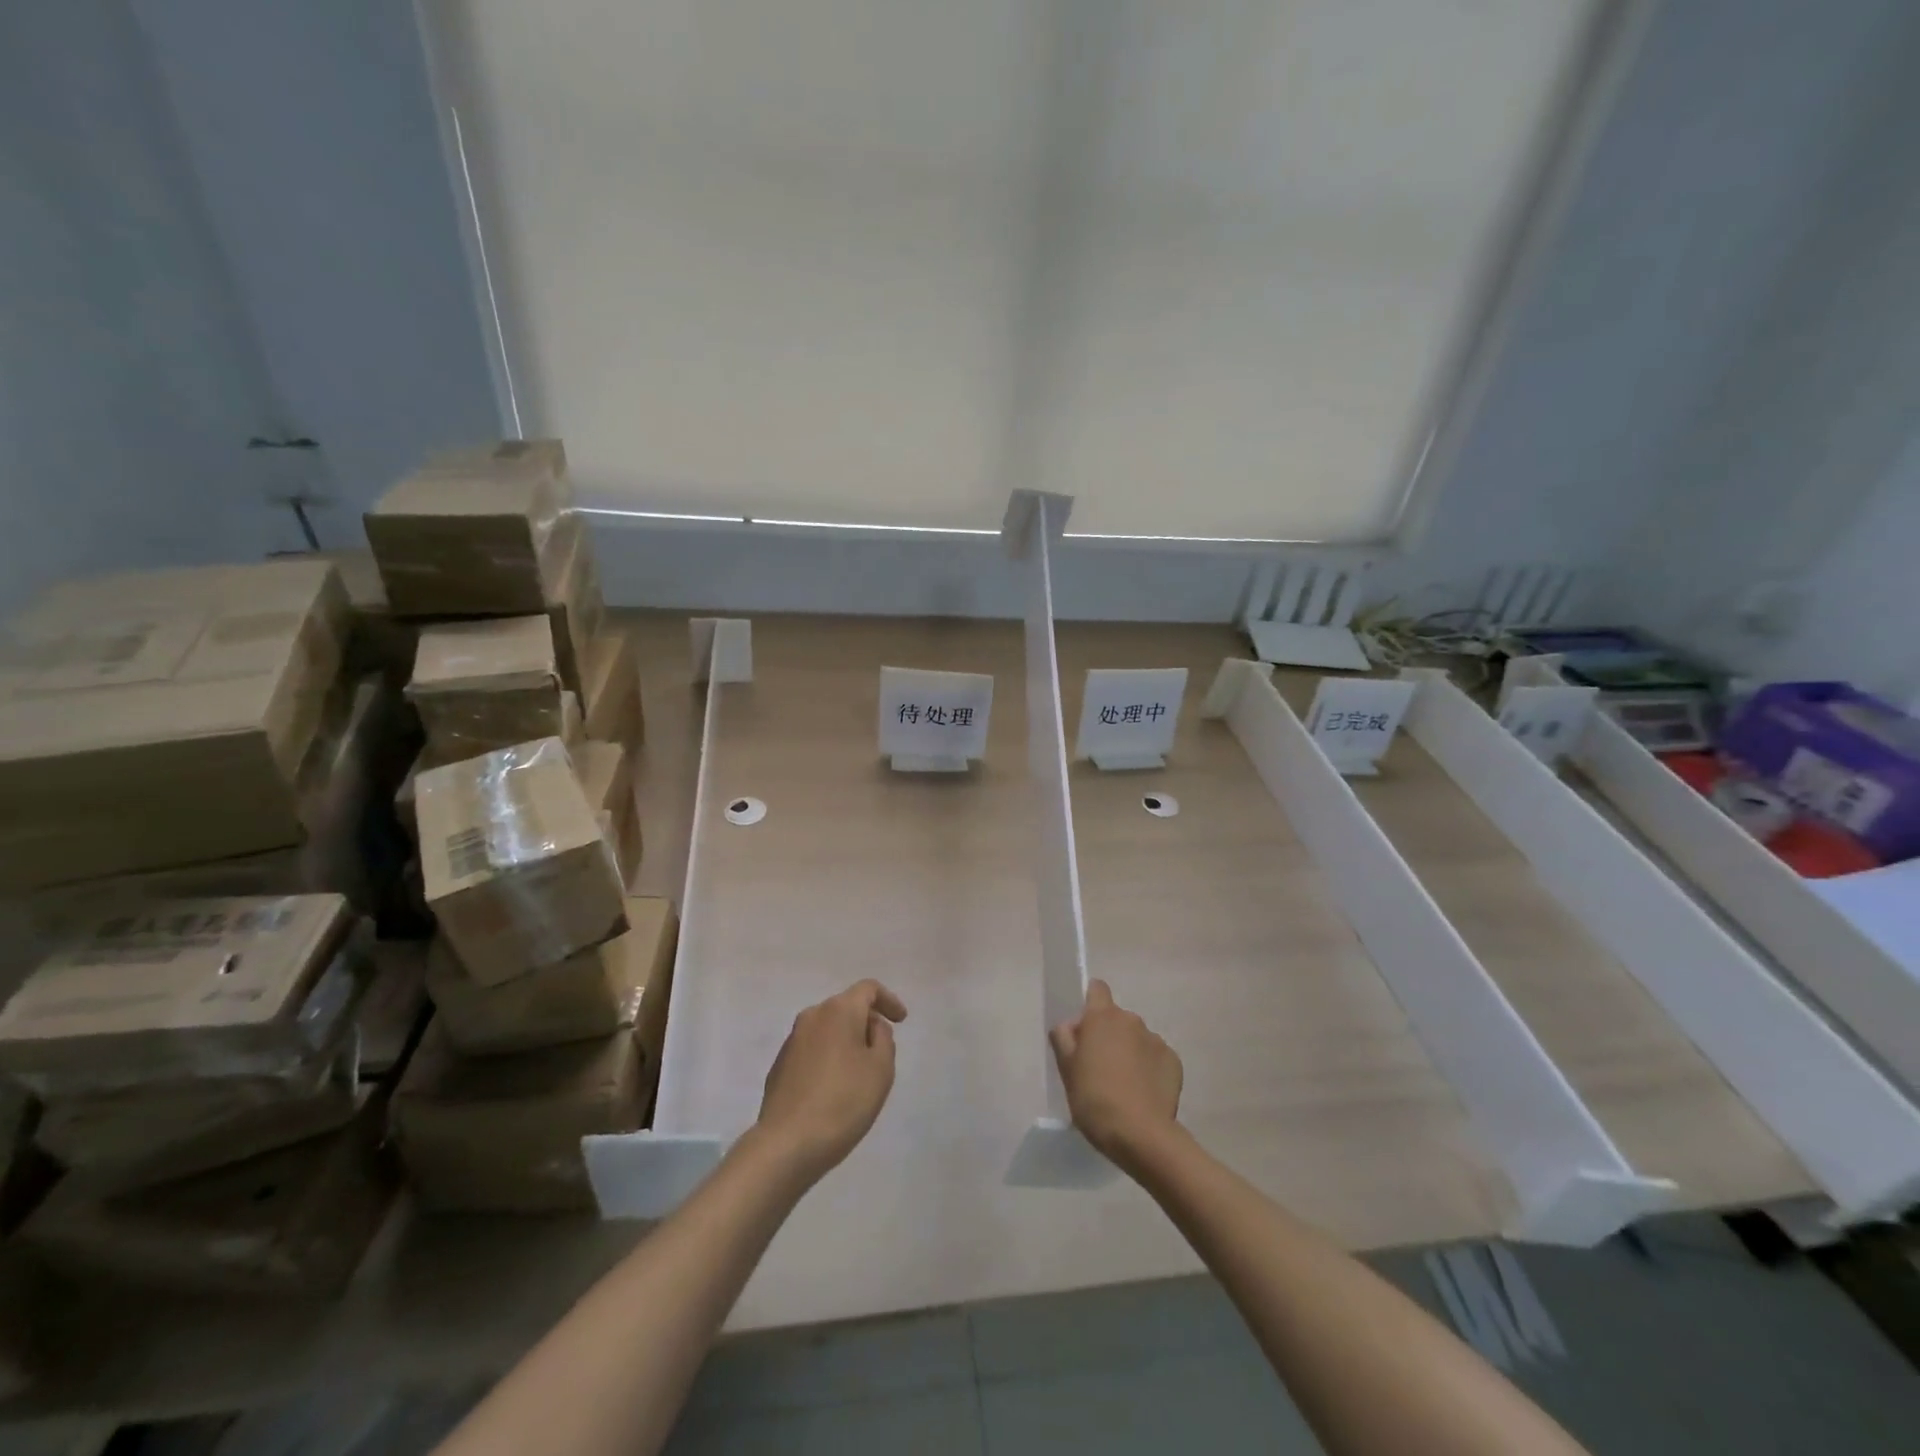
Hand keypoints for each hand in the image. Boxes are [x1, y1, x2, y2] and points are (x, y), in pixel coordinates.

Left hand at [755, 980, 907, 1182]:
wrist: (787, 1144)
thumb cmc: (843, 1102)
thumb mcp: (881, 1069)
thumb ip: (883, 1038)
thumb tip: (870, 1027)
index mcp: (839, 1010)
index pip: (868, 989)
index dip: (889, 1000)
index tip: (901, 1021)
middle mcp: (812, 1016)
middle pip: (846, 1007)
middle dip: (866, 1023)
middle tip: (882, 1052)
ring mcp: (792, 1041)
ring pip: (828, 1029)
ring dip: (846, 1042)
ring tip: (858, 1074)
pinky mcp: (780, 1065)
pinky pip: (812, 1050)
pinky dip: (828, 1058)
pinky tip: (833, 1089)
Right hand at [1049, 979, 1182, 1166]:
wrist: (1140, 1134)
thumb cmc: (1094, 1098)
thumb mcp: (1066, 1069)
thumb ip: (1064, 1038)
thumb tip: (1071, 1026)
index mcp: (1103, 1017)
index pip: (1097, 989)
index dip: (1090, 1004)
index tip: (1085, 1030)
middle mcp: (1132, 1020)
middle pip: (1116, 1018)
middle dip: (1108, 1035)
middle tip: (1099, 1067)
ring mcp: (1156, 1040)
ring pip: (1137, 1038)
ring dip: (1129, 1052)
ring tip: (1123, 1086)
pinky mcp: (1174, 1062)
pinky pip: (1156, 1057)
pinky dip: (1149, 1069)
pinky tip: (1143, 1094)